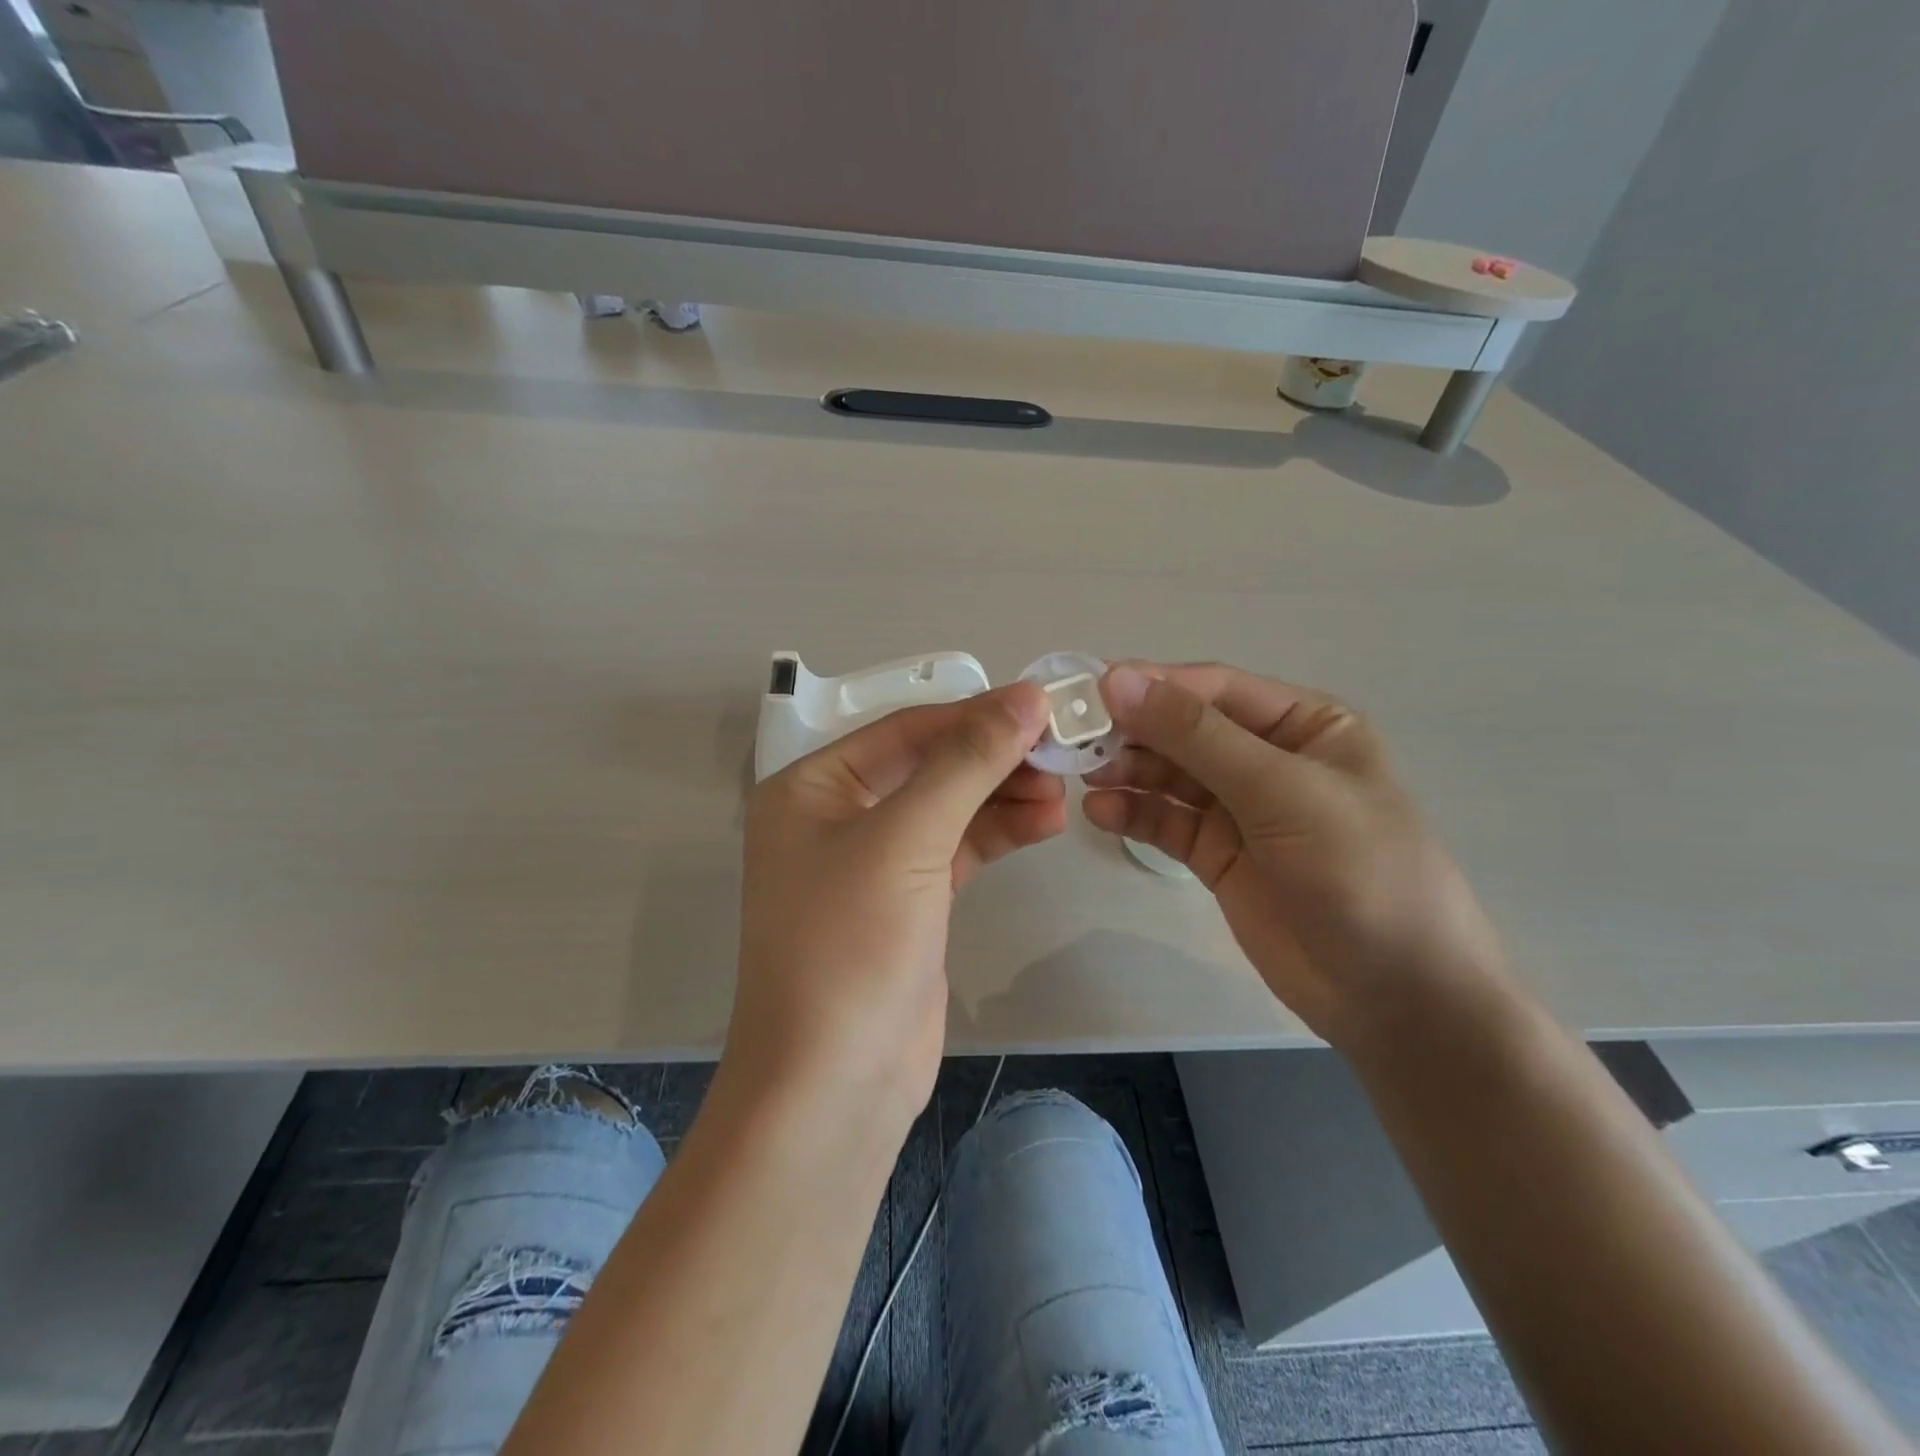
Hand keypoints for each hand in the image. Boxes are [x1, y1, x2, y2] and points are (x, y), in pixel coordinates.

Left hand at [727, 683, 1065, 1125]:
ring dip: (1003, 795)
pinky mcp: (909, 901)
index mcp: (812, 787)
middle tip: (1061, 752)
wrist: (834, 1085)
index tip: (1043, 704)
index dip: (975, 714)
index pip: (906, 730)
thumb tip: (1026, 696)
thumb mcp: (907, 841)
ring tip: (1062, 791)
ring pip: (949, 807)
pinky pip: (958, 848)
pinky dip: (998, 832)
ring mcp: (875, 861)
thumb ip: (967, 763)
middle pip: (930, 766)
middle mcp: (838, 816)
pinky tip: (1044, 822)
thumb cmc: (850, 946)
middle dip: (993, 758)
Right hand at [1082, 663, 1504, 1046]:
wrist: (1395, 997)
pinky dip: (1133, 814)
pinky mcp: (1218, 855)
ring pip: (1169, 776)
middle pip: (1185, 730)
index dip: (1153, 685)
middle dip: (1133, 731)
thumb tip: (1117, 679)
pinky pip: (1167, 822)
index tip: (1089, 690)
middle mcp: (1269, 759)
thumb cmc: (1359, 872)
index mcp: (1304, 725)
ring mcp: (1241, 809)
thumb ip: (1196, 735)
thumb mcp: (1281, 791)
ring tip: (1082, 776)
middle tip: (1074, 739)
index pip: (1215, 690)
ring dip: (1127, 771)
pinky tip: (1100, 812)